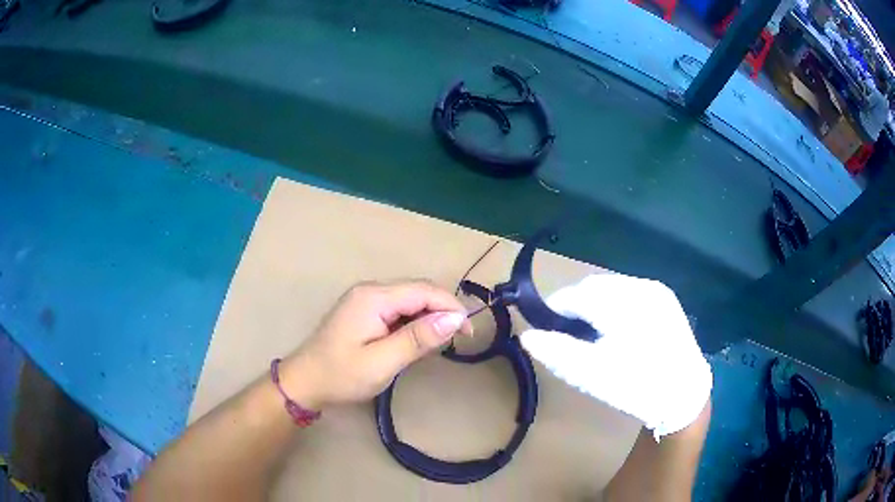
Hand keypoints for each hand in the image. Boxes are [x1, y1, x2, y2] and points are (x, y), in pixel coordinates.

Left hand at [282, 280, 471, 409]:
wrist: (305, 382)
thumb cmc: (341, 375)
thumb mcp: (382, 362)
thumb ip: (418, 339)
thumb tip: (454, 318)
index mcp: (374, 297)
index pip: (424, 291)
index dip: (451, 307)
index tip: (468, 333)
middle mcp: (371, 290)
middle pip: (418, 291)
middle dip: (443, 311)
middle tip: (458, 340)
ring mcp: (366, 299)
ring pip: (410, 300)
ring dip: (430, 317)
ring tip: (439, 343)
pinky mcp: (365, 311)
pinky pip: (399, 309)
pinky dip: (414, 322)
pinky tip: (418, 340)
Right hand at [520, 273, 711, 438]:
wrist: (685, 394)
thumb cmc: (637, 385)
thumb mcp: (592, 374)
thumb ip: (557, 352)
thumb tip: (526, 335)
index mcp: (623, 302)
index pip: (575, 295)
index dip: (555, 309)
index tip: (546, 330)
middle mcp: (641, 286)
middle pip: (594, 287)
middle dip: (576, 307)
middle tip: (569, 336)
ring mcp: (656, 290)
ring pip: (612, 288)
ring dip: (596, 305)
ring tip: (594, 334)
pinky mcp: (665, 299)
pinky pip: (629, 293)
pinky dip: (615, 305)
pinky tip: (618, 330)